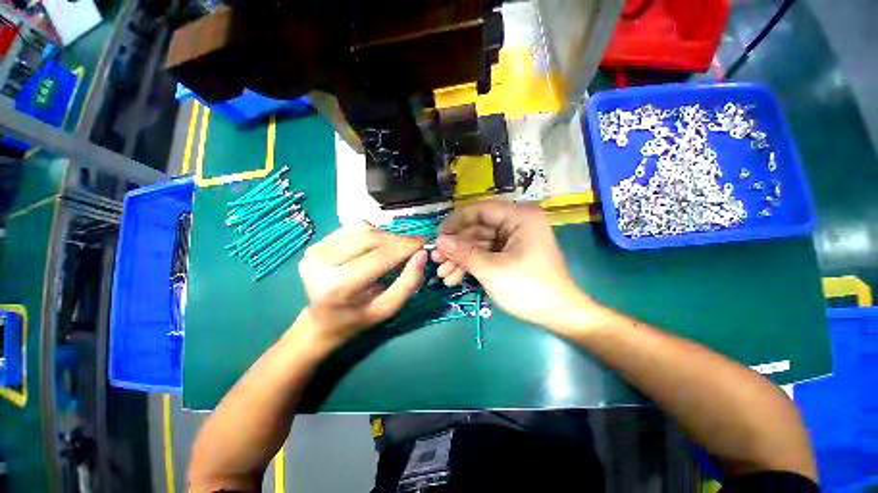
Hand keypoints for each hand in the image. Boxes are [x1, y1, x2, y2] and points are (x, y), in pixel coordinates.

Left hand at [297, 224, 426, 347]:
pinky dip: (372, 234)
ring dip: (386, 236)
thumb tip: (421, 254)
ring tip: (396, 248)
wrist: (323, 320)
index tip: (423, 242)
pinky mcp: (316, 244)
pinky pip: (353, 230)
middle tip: (414, 245)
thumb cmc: (359, 317)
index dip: (404, 247)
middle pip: (370, 239)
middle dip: (397, 240)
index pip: (379, 257)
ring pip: (362, 230)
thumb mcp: (388, 307)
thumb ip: (408, 282)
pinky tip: (378, 246)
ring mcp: (315, 251)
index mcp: (338, 286)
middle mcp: (320, 263)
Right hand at [432, 201, 595, 329]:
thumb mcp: (491, 269)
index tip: (437, 236)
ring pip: (479, 243)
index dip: (456, 221)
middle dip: (456, 246)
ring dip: (460, 258)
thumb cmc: (527, 288)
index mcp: (519, 217)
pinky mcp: (510, 254)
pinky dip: (471, 265)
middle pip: (477, 229)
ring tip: (442, 274)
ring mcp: (513, 240)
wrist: (558, 315)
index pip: (480, 210)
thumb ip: (463, 253)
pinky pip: (486, 254)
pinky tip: (454, 279)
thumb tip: (438, 241)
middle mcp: (516, 223)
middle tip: (435, 259)